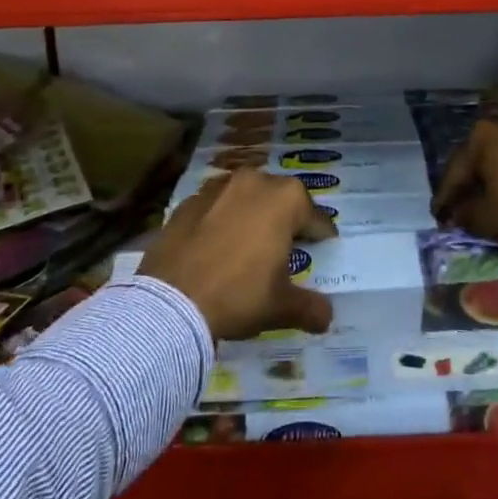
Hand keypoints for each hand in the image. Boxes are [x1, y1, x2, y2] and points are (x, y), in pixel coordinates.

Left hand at [139, 169, 338, 340]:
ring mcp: (217, 187)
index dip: (322, 234)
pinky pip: (215, 207)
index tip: (325, 245)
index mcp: (285, 199)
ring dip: (252, 214)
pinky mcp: (188, 201)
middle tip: (287, 245)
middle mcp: (254, 181)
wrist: (171, 302)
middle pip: (280, 199)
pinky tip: (217, 245)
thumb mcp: (281, 307)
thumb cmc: (238, 295)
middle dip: (287, 219)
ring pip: (246, 197)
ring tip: (250, 243)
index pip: (315, 217)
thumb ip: (310, 308)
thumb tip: (326, 317)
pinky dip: (221, 220)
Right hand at [432, 108, 497, 246]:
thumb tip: (457, 213)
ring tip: (489, 198)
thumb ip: (466, 215)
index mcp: (480, 138)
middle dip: (467, 183)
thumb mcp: (492, 218)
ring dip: (492, 176)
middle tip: (460, 206)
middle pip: (476, 158)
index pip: (453, 173)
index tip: (438, 218)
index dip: (444, 200)